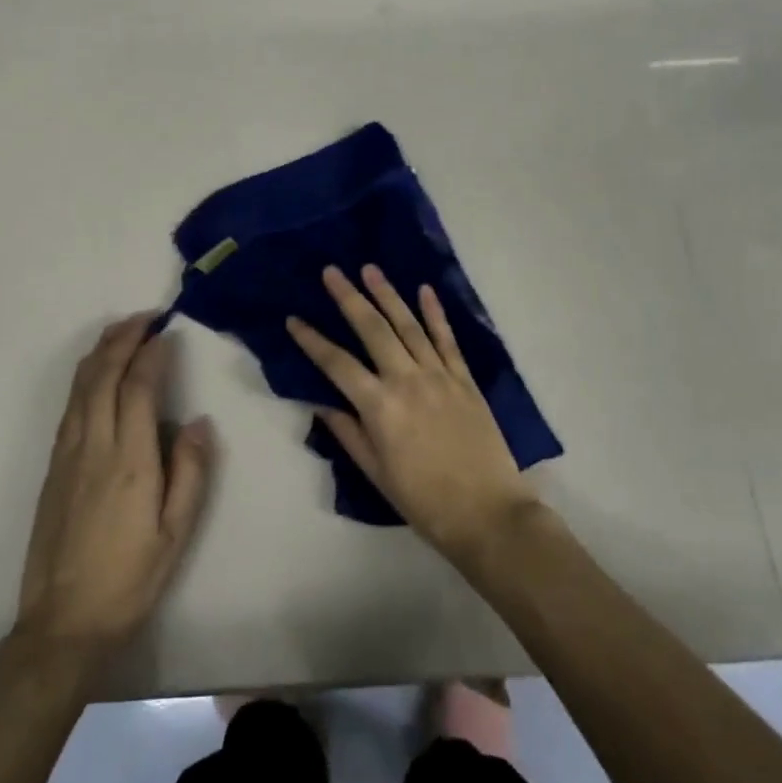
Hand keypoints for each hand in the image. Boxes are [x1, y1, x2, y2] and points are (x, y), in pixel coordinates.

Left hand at [14, 316, 214, 665]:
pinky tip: (96, 372)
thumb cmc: (130, 578)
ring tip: (122, 330)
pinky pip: (70, 405)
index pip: (139, 388)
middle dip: (124, 338)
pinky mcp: (53, 466)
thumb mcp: (176, 533)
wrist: (63, 622)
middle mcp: (94, 446)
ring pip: (81, 386)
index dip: (153, 354)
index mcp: (130, 460)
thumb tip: (197, 420)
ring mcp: (67, 454)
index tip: (168, 332)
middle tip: (146, 316)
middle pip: (104, 375)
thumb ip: (191, 472)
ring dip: (102, 351)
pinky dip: (85, 376)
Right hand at [287, 266, 538, 563]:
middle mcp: (407, 381)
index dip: (312, 340)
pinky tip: (424, 290)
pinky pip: (447, 339)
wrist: (487, 513)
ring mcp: (439, 376)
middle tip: (331, 271)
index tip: (293, 319)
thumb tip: (321, 402)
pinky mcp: (465, 379)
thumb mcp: (375, 473)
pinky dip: (436, 313)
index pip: (337, 364)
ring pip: (409, 325)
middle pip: (373, 330)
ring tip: (370, 269)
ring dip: (388, 294)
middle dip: (349, 298)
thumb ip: (348, 432)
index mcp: (380, 407)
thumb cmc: (424, 501)